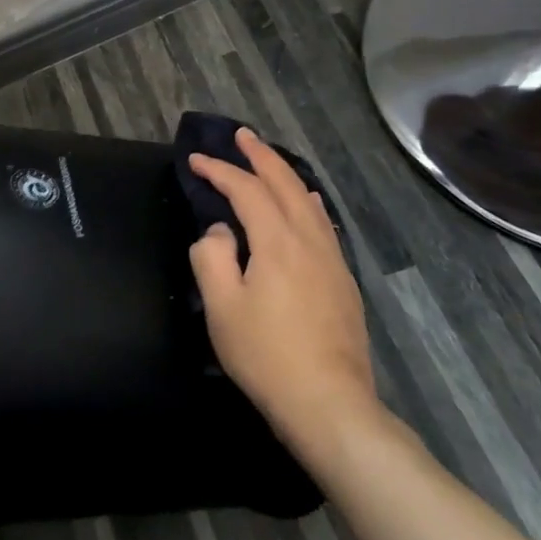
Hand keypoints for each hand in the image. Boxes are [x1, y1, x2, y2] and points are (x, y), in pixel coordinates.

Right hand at [188, 127, 381, 450]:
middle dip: (261, 156)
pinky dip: (307, 202)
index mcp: (277, 242)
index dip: (220, 170)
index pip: (246, 190)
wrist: (329, 403)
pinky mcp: (343, 281)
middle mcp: (309, 240)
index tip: (196, 160)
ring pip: (309, 201)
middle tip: (241, 136)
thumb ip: (212, 256)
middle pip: (286, 184)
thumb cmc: (266, 355)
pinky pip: (323, 224)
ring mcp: (332, 260)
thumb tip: (220, 230)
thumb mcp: (222, 307)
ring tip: (269, 162)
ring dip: (286, 175)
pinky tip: (309, 205)